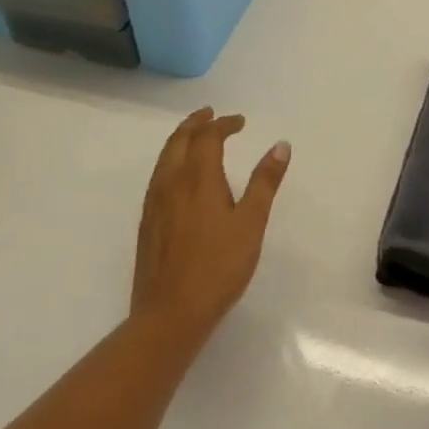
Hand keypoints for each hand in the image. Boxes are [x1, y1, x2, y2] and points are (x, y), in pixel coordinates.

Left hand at [130, 108, 289, 345]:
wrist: (169, 314)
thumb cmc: (218, 267)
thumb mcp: (251, 223)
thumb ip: (265, 182)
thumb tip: (280, 146)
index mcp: (197, 179)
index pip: (208, 138)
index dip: (224, 124)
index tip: (240, 122)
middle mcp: (171, 184)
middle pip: (179, 141)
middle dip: (195, 124)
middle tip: (210, 115)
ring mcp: (154, 204)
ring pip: (164, 158)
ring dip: (181, 140)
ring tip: (196, 137)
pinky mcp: (147, 223)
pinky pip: (158, 176)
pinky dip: (172, 161)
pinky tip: (180, 177)